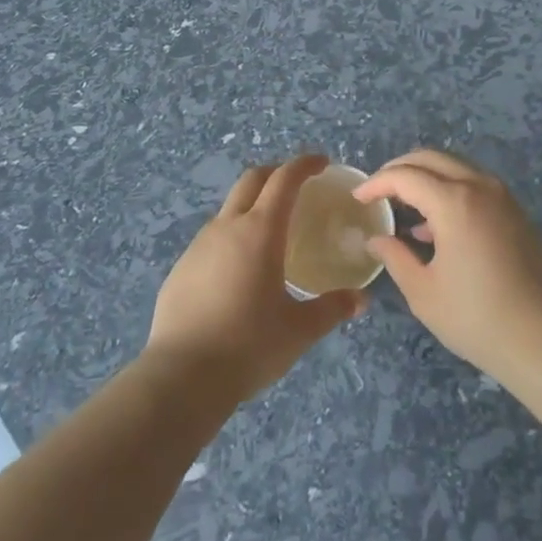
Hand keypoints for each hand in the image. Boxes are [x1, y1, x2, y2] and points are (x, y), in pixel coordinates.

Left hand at [145, 153, 366, 406]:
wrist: (181, 377)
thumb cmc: (249, 345)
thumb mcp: (299, 330)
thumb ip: (331, 309)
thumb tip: (360, 300)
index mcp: (260, 231)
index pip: (284, 179)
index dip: (304, 164)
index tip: (321, 163)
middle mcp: (228, 227)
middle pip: (252, 180)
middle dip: (276, 173)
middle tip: (297, 186)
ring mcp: (198, 246)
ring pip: (228, 209)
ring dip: (251, 206)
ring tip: (269, 233)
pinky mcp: (180, 269)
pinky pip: (210, 240)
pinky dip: (230, 238)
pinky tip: (238, 271)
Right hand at [354, 149, 541, 385]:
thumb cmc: (477, 317)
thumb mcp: (424, 292)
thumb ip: (396, 257)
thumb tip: (376, 239)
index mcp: (454, 201)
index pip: (405, 176)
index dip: (377, 183)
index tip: (358, 198)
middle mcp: (478, 186)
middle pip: (430, 158)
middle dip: (399, 169)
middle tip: (377, 191)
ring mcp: (501, 196)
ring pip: (454, 167)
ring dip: (425, 177)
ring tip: (402, 207)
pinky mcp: (514, 211)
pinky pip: (472, 184)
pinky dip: (448, 190)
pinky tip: (433, 227)